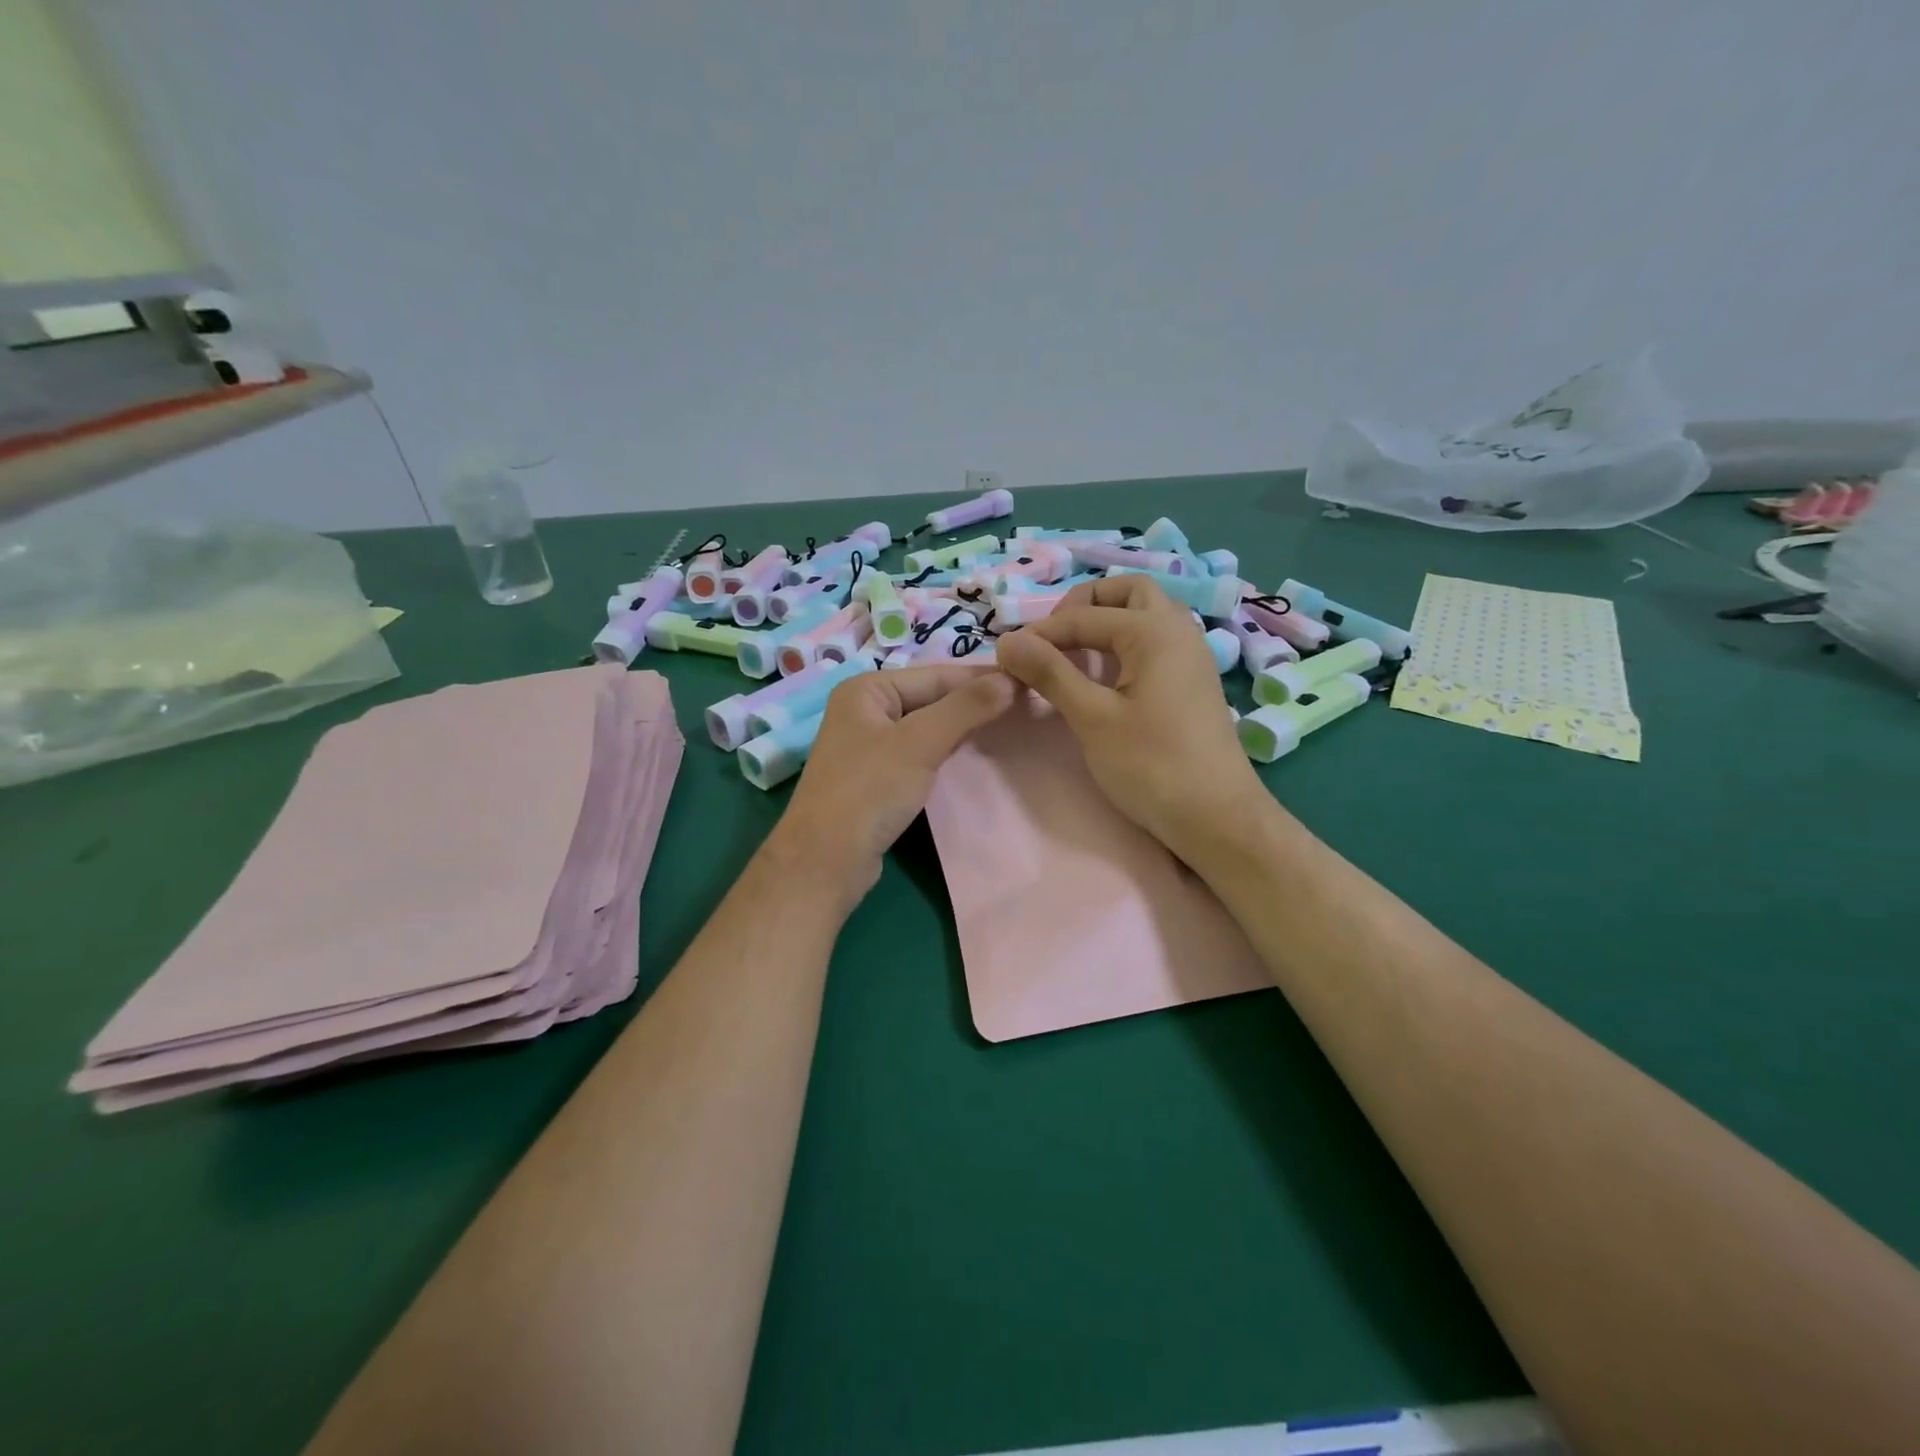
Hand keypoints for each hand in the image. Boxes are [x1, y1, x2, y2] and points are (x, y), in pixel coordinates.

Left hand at [770, 663, 1016, 903]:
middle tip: (1025, 705)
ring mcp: (869, 745)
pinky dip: (946, 751)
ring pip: (927, 726)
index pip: (935, 674)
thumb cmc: (870, 791)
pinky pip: (920, 752)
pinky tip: (974, 755)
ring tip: (1009, 726)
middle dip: (974, 703)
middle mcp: (864, 709)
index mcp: (866, 689)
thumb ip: (965, 708)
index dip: (982, 679)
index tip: (1028, 681)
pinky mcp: (877, 776)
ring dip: (964, 727)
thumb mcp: (919, 743)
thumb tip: (1010, 679)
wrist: (826, 860)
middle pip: (931, 698)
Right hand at [995, 576, 1267, 861]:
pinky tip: (1106, 675)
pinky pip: (1157, 639)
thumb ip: (1050, 673)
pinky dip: (1126, 641)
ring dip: (1108, 620)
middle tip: (1053, 639)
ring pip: (1147, 613)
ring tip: (1074, 653)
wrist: (1217, 817)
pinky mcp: (1194, 679)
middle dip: (1085, 605)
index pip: (1084, 616)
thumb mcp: (1092, 718)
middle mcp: (1178, 629)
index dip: (1041, 633)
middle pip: (1128, 591)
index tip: (1007, 656)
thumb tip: (1008, 641)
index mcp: (1153, 631)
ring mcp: (1192, 653)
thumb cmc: (1152, 766)